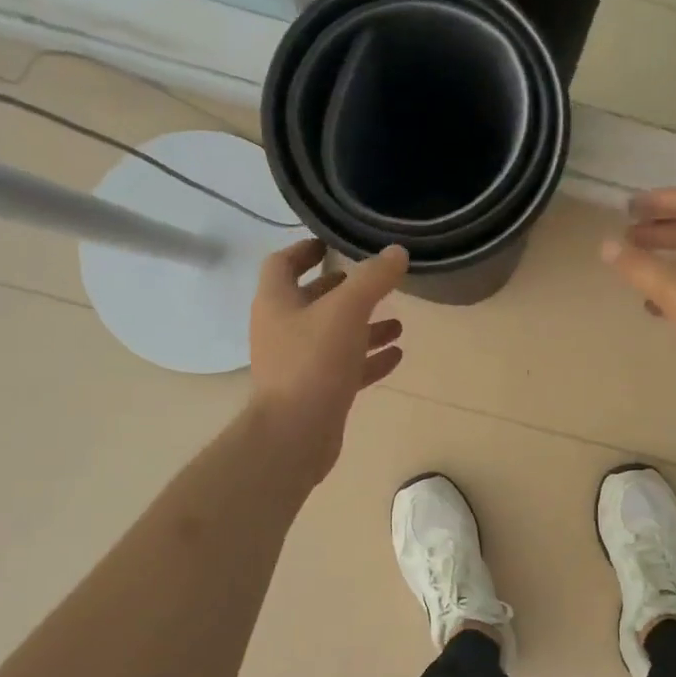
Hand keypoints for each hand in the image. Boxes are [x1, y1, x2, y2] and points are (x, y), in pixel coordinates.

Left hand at [248, 240, 408, 482]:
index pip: (283, 264)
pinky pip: (345, 367)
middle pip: (312, 300)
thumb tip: (396, 252)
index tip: (332, 243)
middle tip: (374, 281)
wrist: (295, 434)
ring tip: (399, 322)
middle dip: (343, 290)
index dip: (305, 250)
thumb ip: (373, 279)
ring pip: (333, 336)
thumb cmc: (313, 362)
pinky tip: (397, 355)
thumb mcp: (347, 311)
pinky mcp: (316, 392)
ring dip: (364, 327)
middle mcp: (282, 329)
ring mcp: (298, 363)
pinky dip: (368, 359)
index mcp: (276, 302)